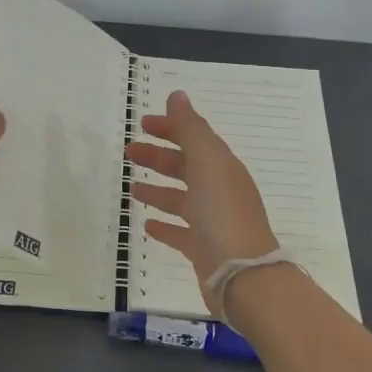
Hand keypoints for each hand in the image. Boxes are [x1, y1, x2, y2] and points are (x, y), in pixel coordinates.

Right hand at [126, 90, 277, 317]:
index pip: (195, 139)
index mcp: (222, 167)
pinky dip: (165, 225)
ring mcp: (212, 222)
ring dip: (159, 190)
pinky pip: (180, 232)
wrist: (242, 275)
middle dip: (159, 157)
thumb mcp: (208, 162)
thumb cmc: (223, 213)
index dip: (171, 129)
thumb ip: (191, 129)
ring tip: (132, 188)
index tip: (143, 124)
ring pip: (181, 199)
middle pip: (186, 167)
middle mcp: (219, 191)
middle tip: (129, 152)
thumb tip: (177, 95)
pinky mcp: (203, 249)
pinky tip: (147, 224)